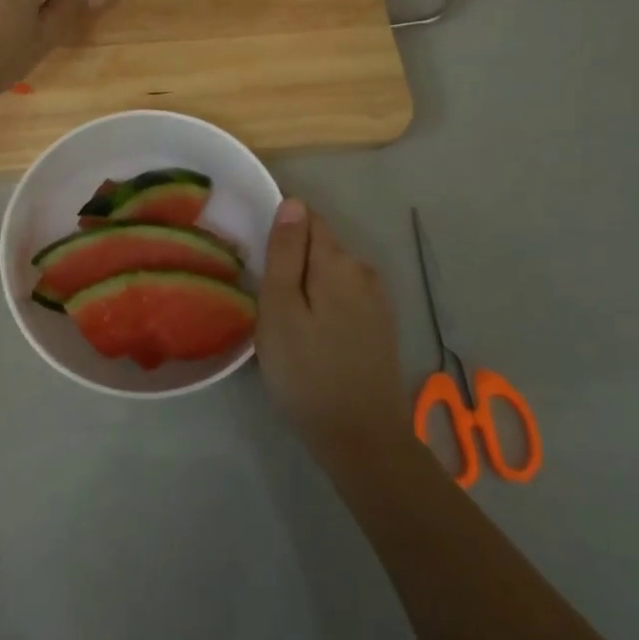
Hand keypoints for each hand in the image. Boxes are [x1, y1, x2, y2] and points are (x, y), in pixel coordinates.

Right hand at [255, 199, 407, 465]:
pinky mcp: (380, 324)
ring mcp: (377, 299)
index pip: (307, 218)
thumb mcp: (280, 309)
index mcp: (337, 261)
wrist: (361, 437)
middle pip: (320, 246)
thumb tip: (292, 202)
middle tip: (265, 299)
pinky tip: (312, 336)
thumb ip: (285, 252)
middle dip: (292, 260)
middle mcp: (363, 270)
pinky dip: (324, 304)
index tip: (258, 261)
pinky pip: (344, 296)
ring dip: (308, 284)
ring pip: (331, 273)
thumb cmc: (307, 371)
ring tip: (284, 321)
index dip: (280, 230)